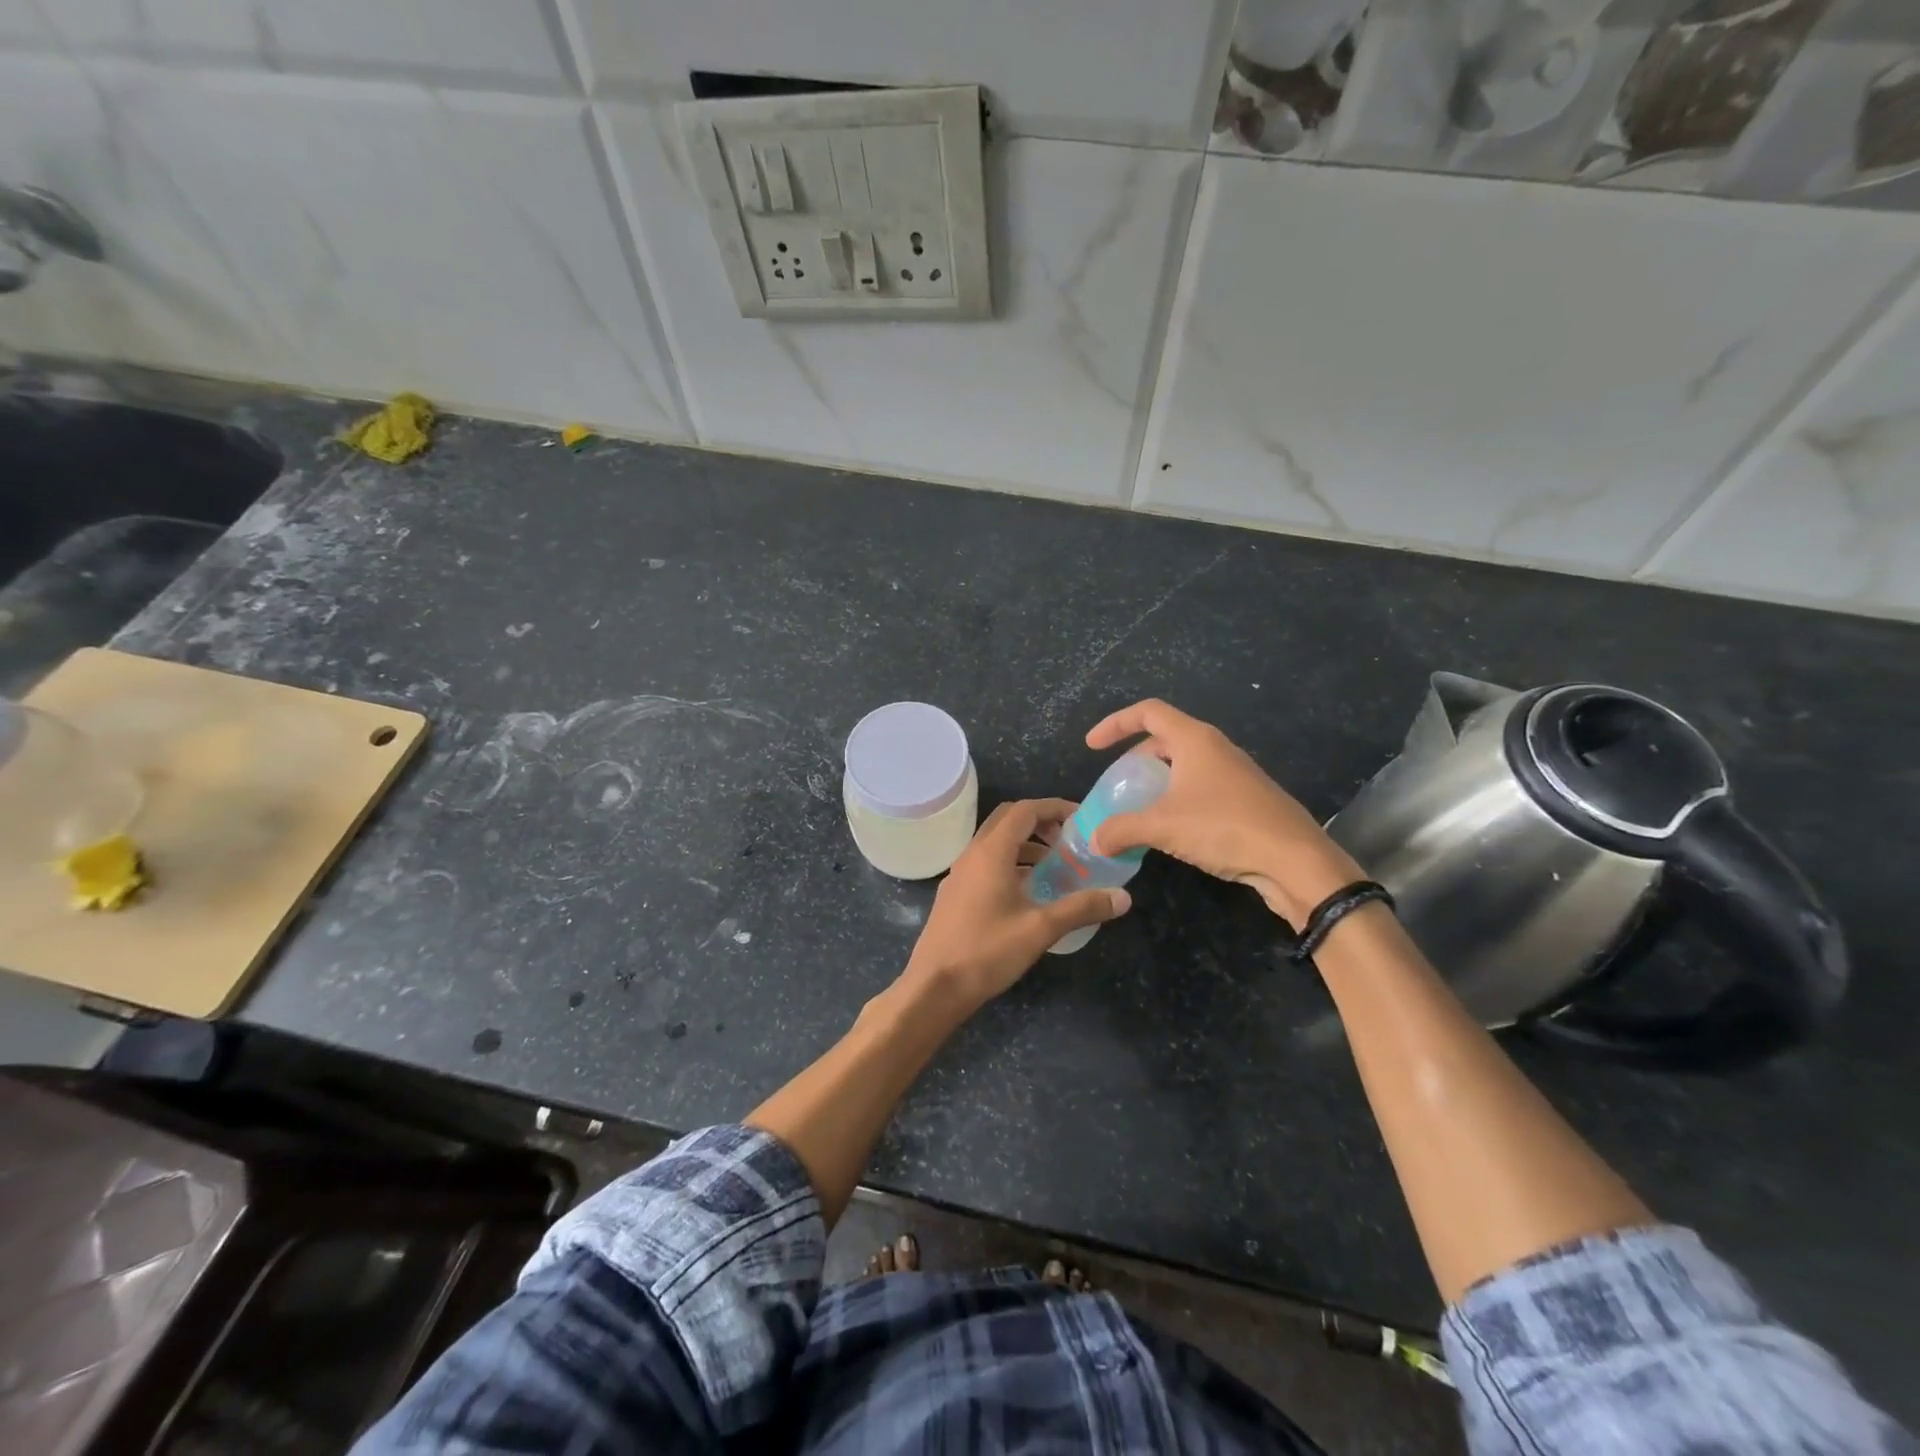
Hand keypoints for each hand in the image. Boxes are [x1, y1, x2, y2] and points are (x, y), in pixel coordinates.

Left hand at [903, 798, 1129, 1010]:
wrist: (934, 987)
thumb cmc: (988, 951)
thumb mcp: (1041, 929)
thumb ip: (1082, 908)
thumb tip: (1124, 897)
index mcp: (991, 852)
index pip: (1024, 810)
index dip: (1054, 808)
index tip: (1082, 819)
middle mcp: (972, 854)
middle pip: (1007, 820)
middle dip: (1040, 822)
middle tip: (1069, 840)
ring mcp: (959, 874)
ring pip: (995, 844)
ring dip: (1025, 845)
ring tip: (1055, 867)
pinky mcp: (955, 894)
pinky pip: (986, 864)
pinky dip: (1010, 864)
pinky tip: (1029, 893)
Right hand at [1085, 699, 1362, 925]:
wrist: (1295, 860)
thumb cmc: (1224, 827)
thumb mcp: (1163, 827)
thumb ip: (1121, 829)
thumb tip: (1094, 840)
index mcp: (1195, 740)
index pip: (1147, 712)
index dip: (1115, 723)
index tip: (1092, 746)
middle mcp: (1216, 748)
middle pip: (1165, 738)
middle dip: (1135, 758)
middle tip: (1117, 785)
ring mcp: (1235, 773)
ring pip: (1185, 765)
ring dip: (1157, 782)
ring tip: (1139, 809)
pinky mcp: (1246, 800)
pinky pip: (1201, 787)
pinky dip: (1178, 799)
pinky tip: (1172, 830)